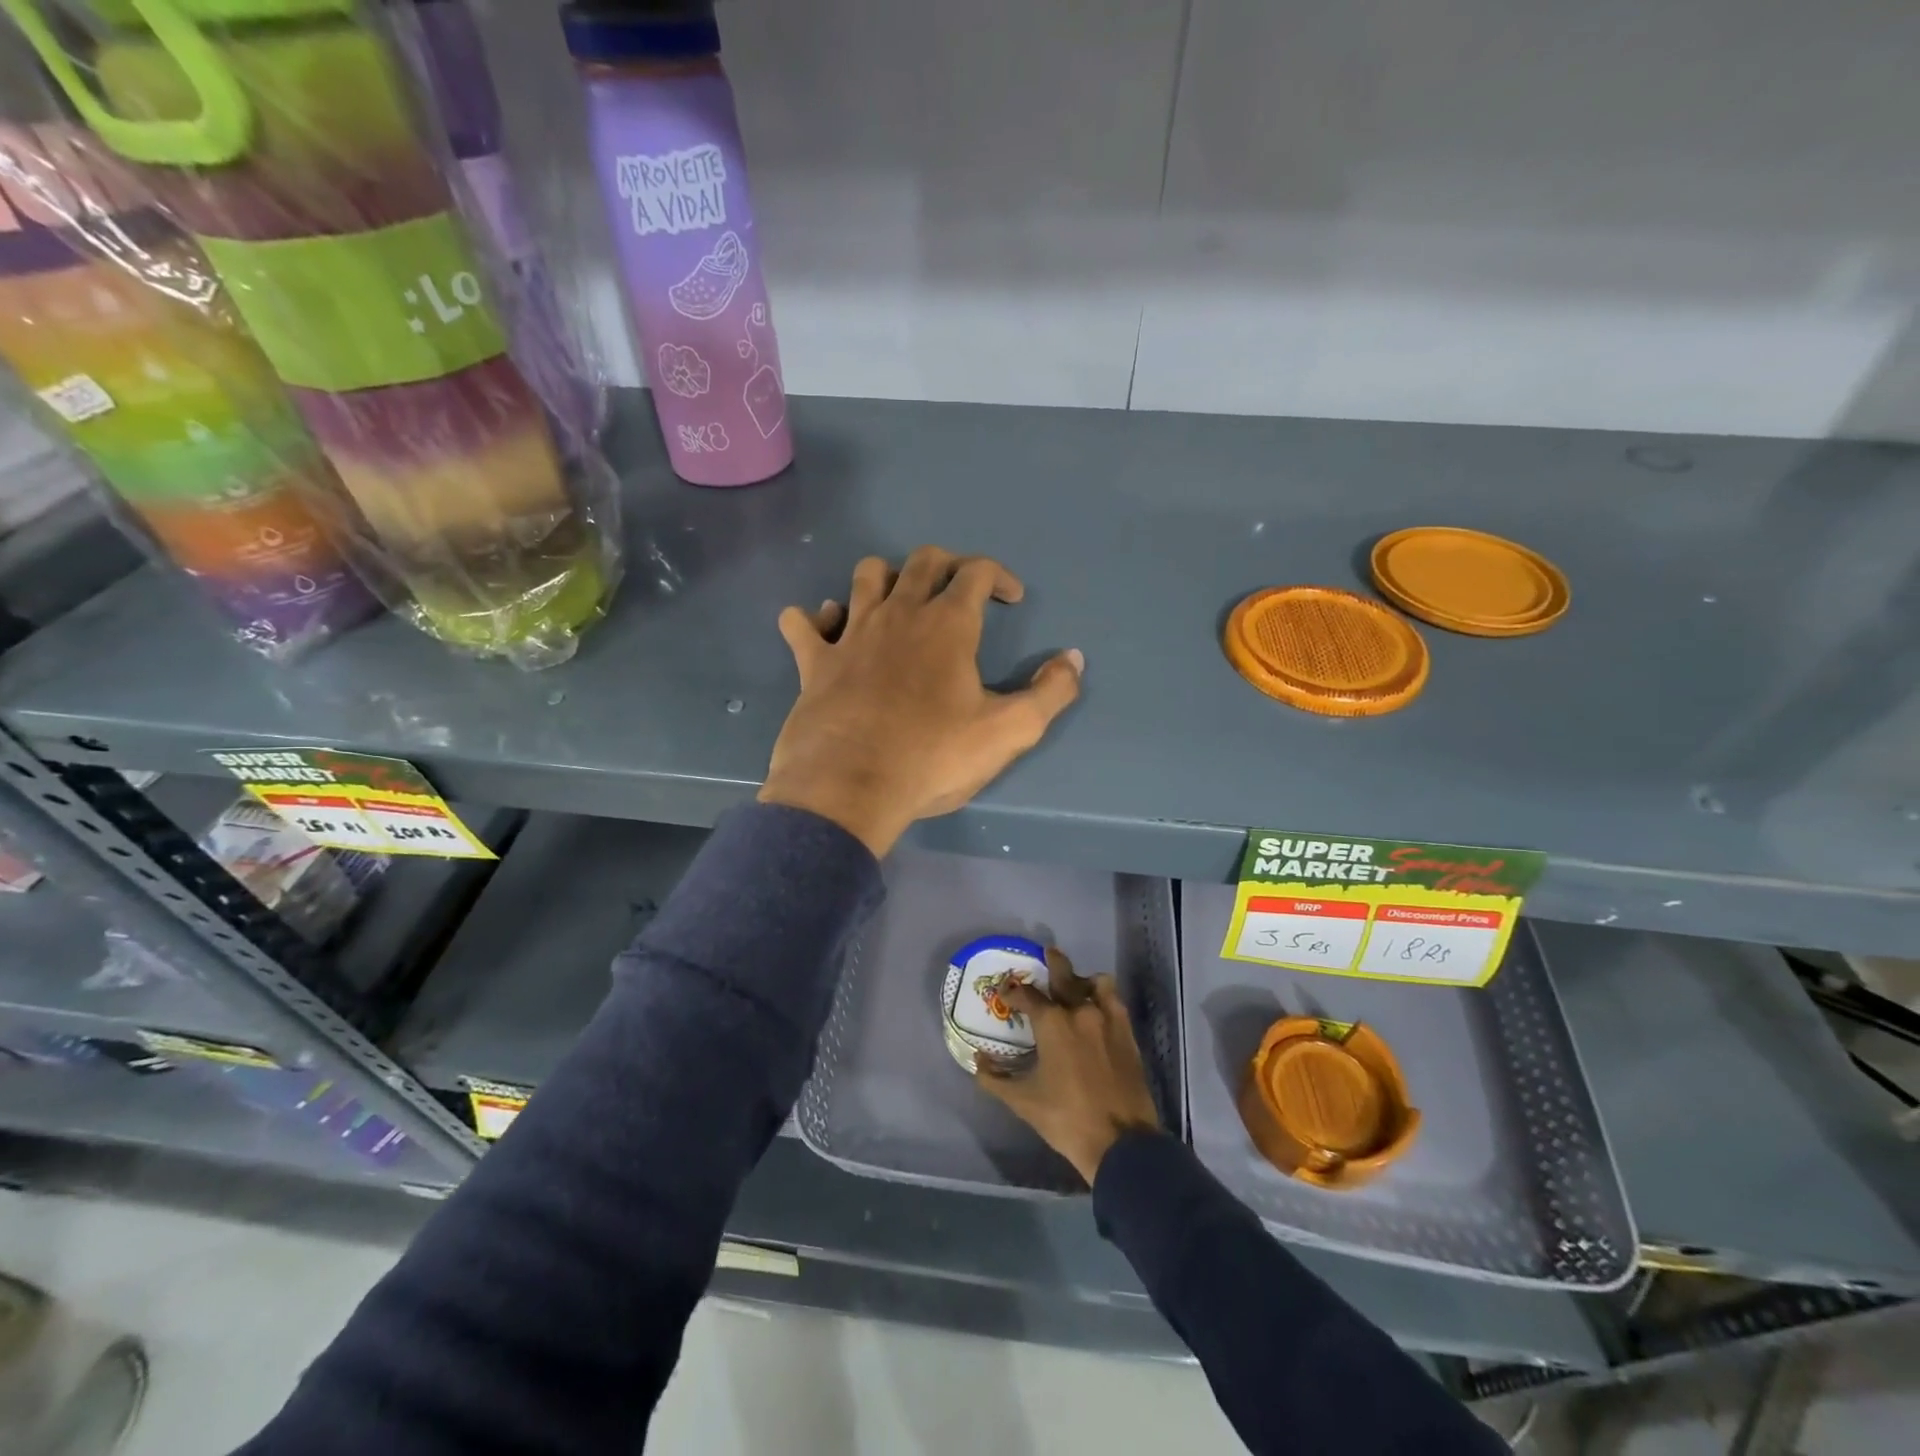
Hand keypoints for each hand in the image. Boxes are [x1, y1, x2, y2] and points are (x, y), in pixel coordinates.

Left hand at [758, 547, 1083, 856]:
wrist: (849, 788)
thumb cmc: (932, 757)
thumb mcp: (1009, 732)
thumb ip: (1050, 693)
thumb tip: (1073, 659)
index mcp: (947, 625)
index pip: (976, 571)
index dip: (1000, 577)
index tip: (1012, 599)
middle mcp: (898, 614)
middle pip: (923, 561)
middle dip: (948, 565)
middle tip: (960, 592)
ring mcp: (851, 634)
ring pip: (865, 576)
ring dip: (886, 578)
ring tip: (899, 602)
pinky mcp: (814, 661)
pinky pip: (804, 622)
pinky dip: (816, 619)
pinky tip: (827, 629)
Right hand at [976, 955, 1162, 1185]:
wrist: (1120, 1142)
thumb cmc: (1066, 1118)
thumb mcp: (1022, 1101)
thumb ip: (995, 1079)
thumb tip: (978, 1062)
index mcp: (1053, 1024)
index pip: (1027, 995)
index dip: (1013, 991)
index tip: (1006, 993)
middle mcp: (1080, 1011)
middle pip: (1065, 974)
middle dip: (1053, 962)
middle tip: (1047, 952)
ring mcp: (1108, 1020)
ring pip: (1096, 983)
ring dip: (1083, 981)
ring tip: (1076, 987)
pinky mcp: (1128, 1033)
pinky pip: (1115, 1001)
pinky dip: (1104, 997)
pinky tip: (1098, 1009)